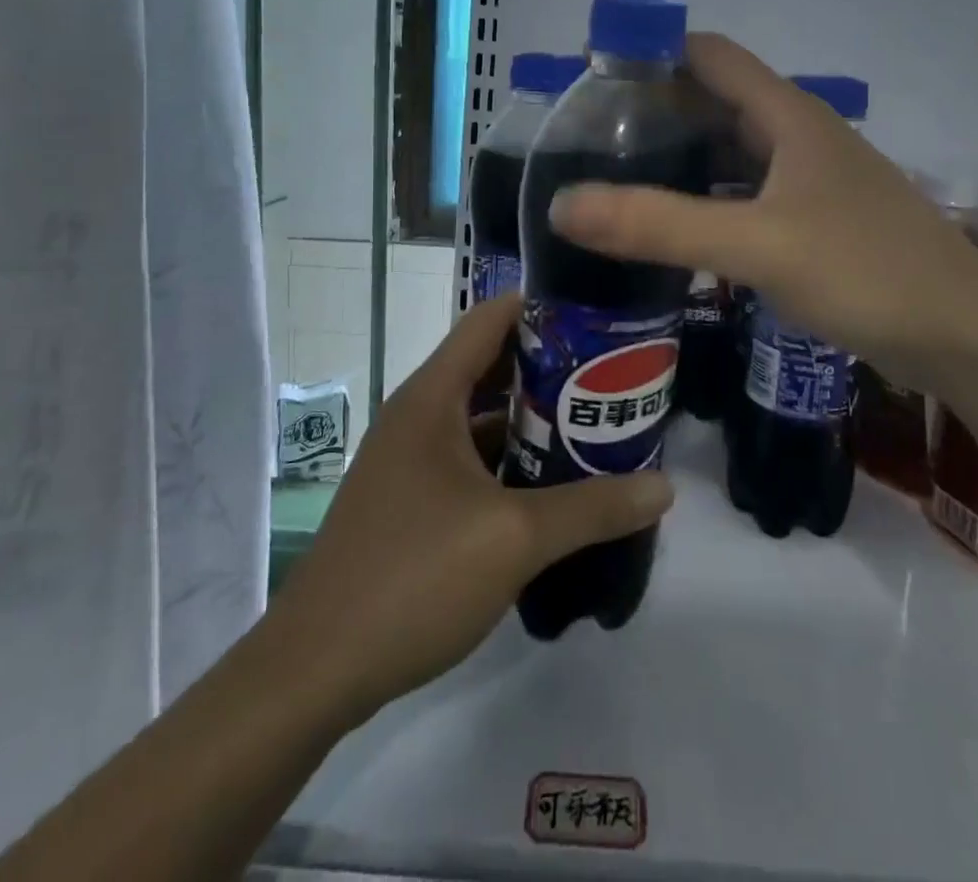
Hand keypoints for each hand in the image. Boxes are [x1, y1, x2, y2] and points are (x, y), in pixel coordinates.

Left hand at [267, 296, 672, 727]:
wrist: (313, 671)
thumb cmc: (412, 576)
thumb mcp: (514, 538)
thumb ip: (592, 507)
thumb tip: (664, 487)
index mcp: (432, 397)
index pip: (489, 319)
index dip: (541, 306)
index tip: (598, 312)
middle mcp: (419, 415)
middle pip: (492, 365)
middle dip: (551, 365)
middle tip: (613, 371)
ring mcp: (411, 460)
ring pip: (483, 417)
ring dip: (534, 417)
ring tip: (595, 420)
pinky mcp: (412, 501)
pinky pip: (472, 459)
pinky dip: (512, 459)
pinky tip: (554, 483)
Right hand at [550, 33, 977, 387]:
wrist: (964, 335)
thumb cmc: (866, 271)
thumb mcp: (757, 244)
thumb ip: (659, 225)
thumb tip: (562, 205)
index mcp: (789, 115)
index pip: (708, 55)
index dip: (651, 53)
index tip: (590, 79)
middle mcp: (799, 136)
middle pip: (715, 101)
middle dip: (654, 111)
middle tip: (588, 141)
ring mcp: (811, 181)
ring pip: (732, 152)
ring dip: (680, 159)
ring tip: (617, 181)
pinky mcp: (817, 222)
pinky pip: (748, 194)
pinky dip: (707, 200)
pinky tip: (676, 227)